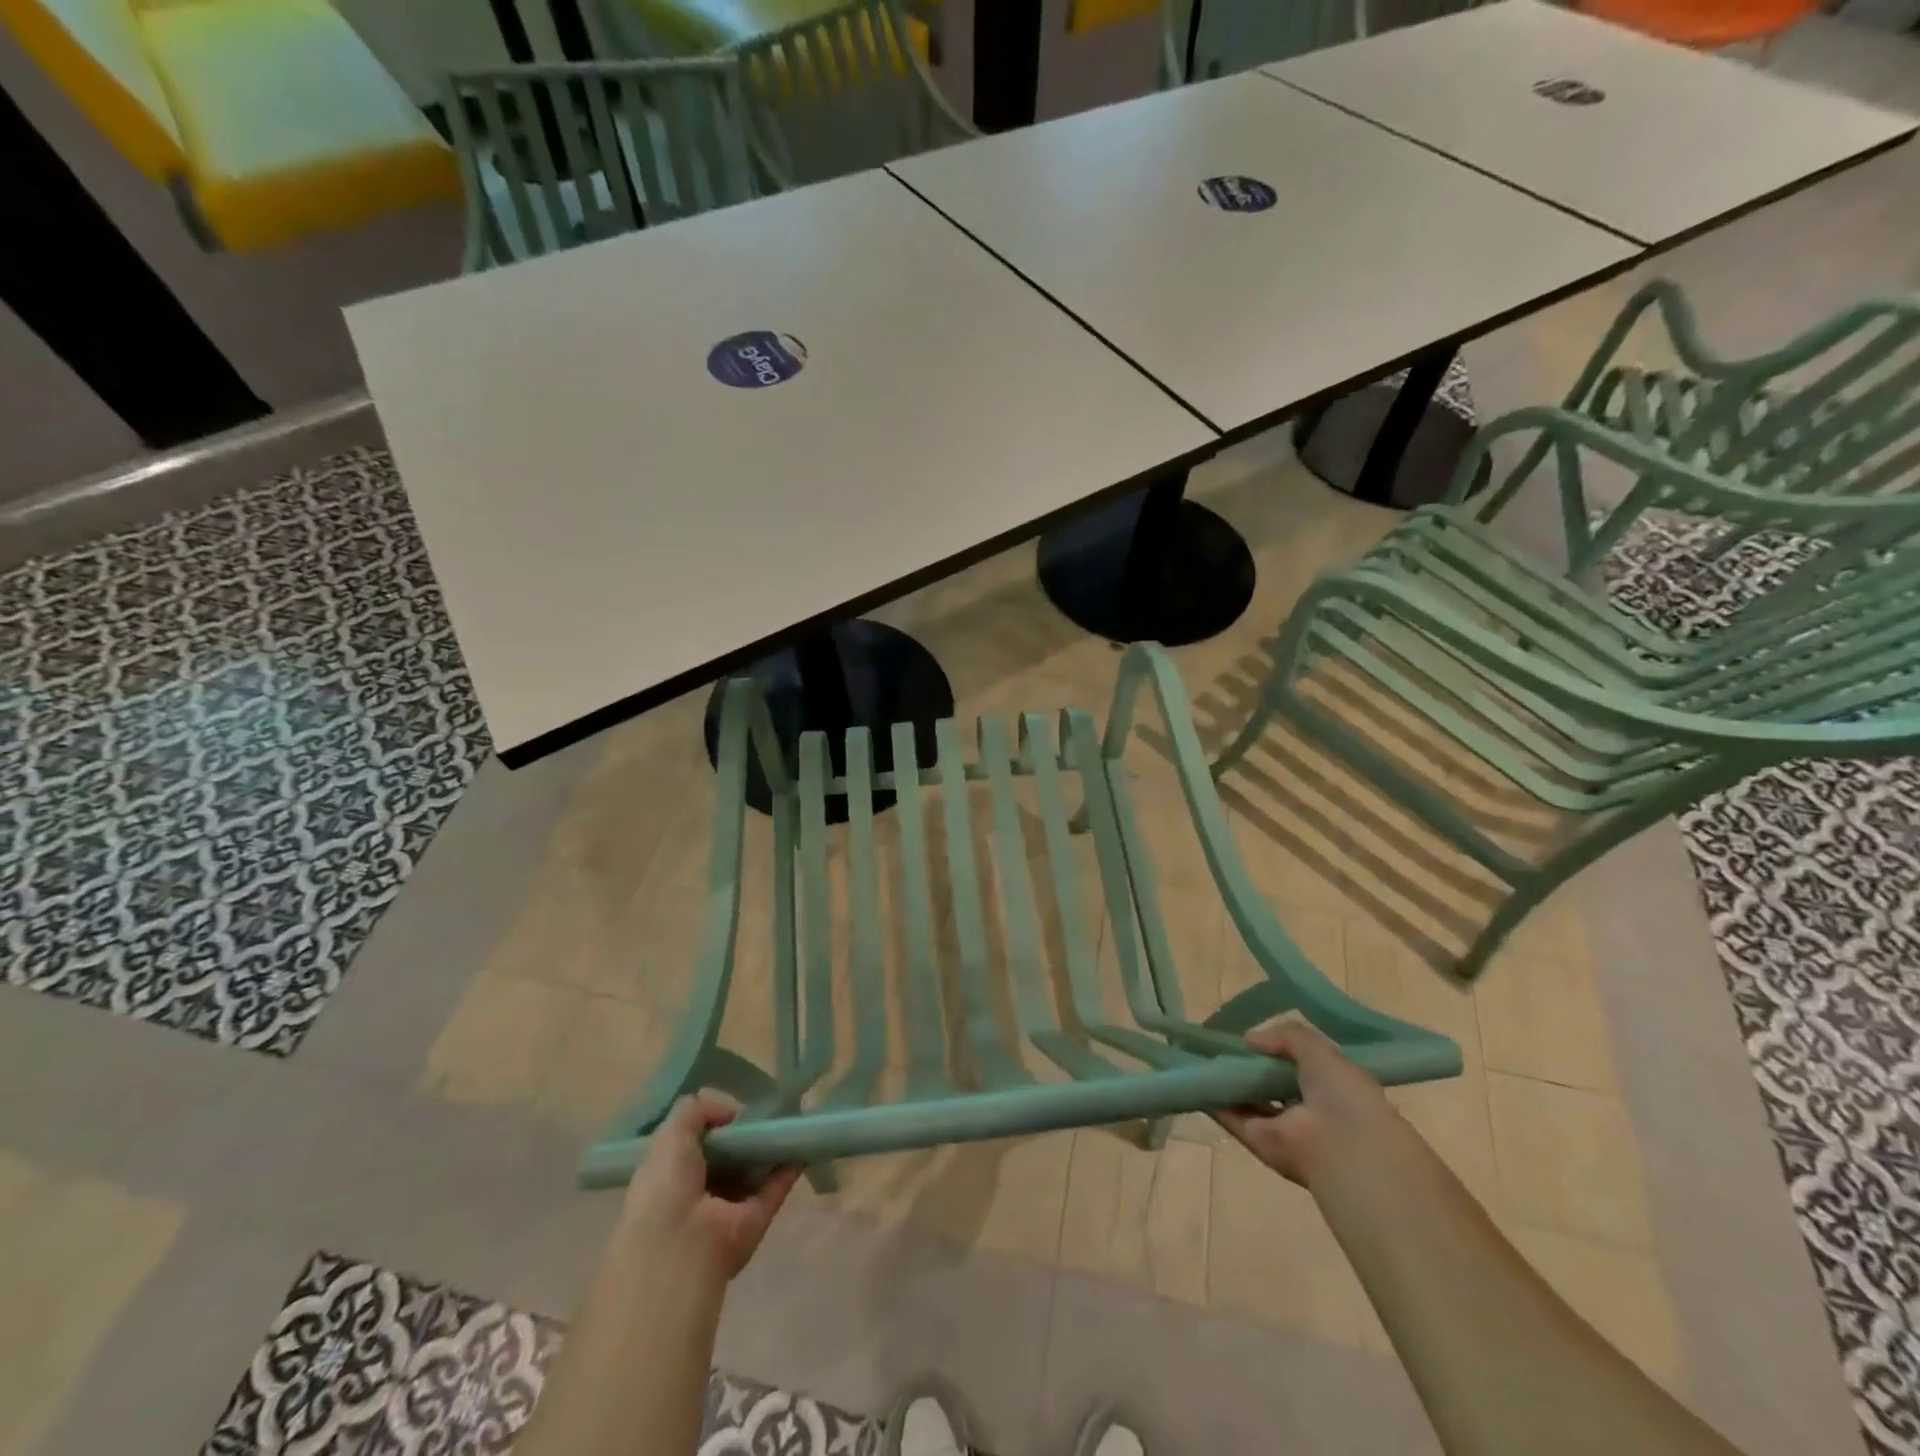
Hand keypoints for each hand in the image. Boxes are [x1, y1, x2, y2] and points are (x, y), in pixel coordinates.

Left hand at [618, 1091, 800, 1281]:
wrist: (680, 1243)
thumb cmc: (666, 1185)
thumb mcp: (670, 1134)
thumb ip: (696, 1111)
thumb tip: (731, 1113)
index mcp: (671, 1178)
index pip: (694, 1148)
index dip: (712, 1127)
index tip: (732, 1112)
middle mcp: (699, 1195)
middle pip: (727, 1161)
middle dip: (744, 1138)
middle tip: (765, 1111)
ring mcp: (728, 1209)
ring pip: (753, 1174)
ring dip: (768, 1151)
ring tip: (788, 1120)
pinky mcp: (755, 1220)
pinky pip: (775, 1189)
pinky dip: (788, 1169)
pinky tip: (801, 1144)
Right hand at [1213, 1013, 1402, 1188]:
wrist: (1345, 1150)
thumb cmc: (1343, 1094)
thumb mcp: (1320, 1050)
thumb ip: (1286, 1036)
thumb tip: (1250, 1039)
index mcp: (1329, 1087)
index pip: (1297, 1064)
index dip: (1275, 1049)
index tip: (1251, 1035)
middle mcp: (1305, 1108)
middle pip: (1269, 1083)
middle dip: (1247, 1065)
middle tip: (1219, 1042)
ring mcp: (1281, 1126)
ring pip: (1248, 1100)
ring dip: (1227, 1081)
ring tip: (1198, 1055)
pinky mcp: (1259, 1141)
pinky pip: (1232, 1117)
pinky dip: (1213, 1100)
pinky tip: (1195, 1077)